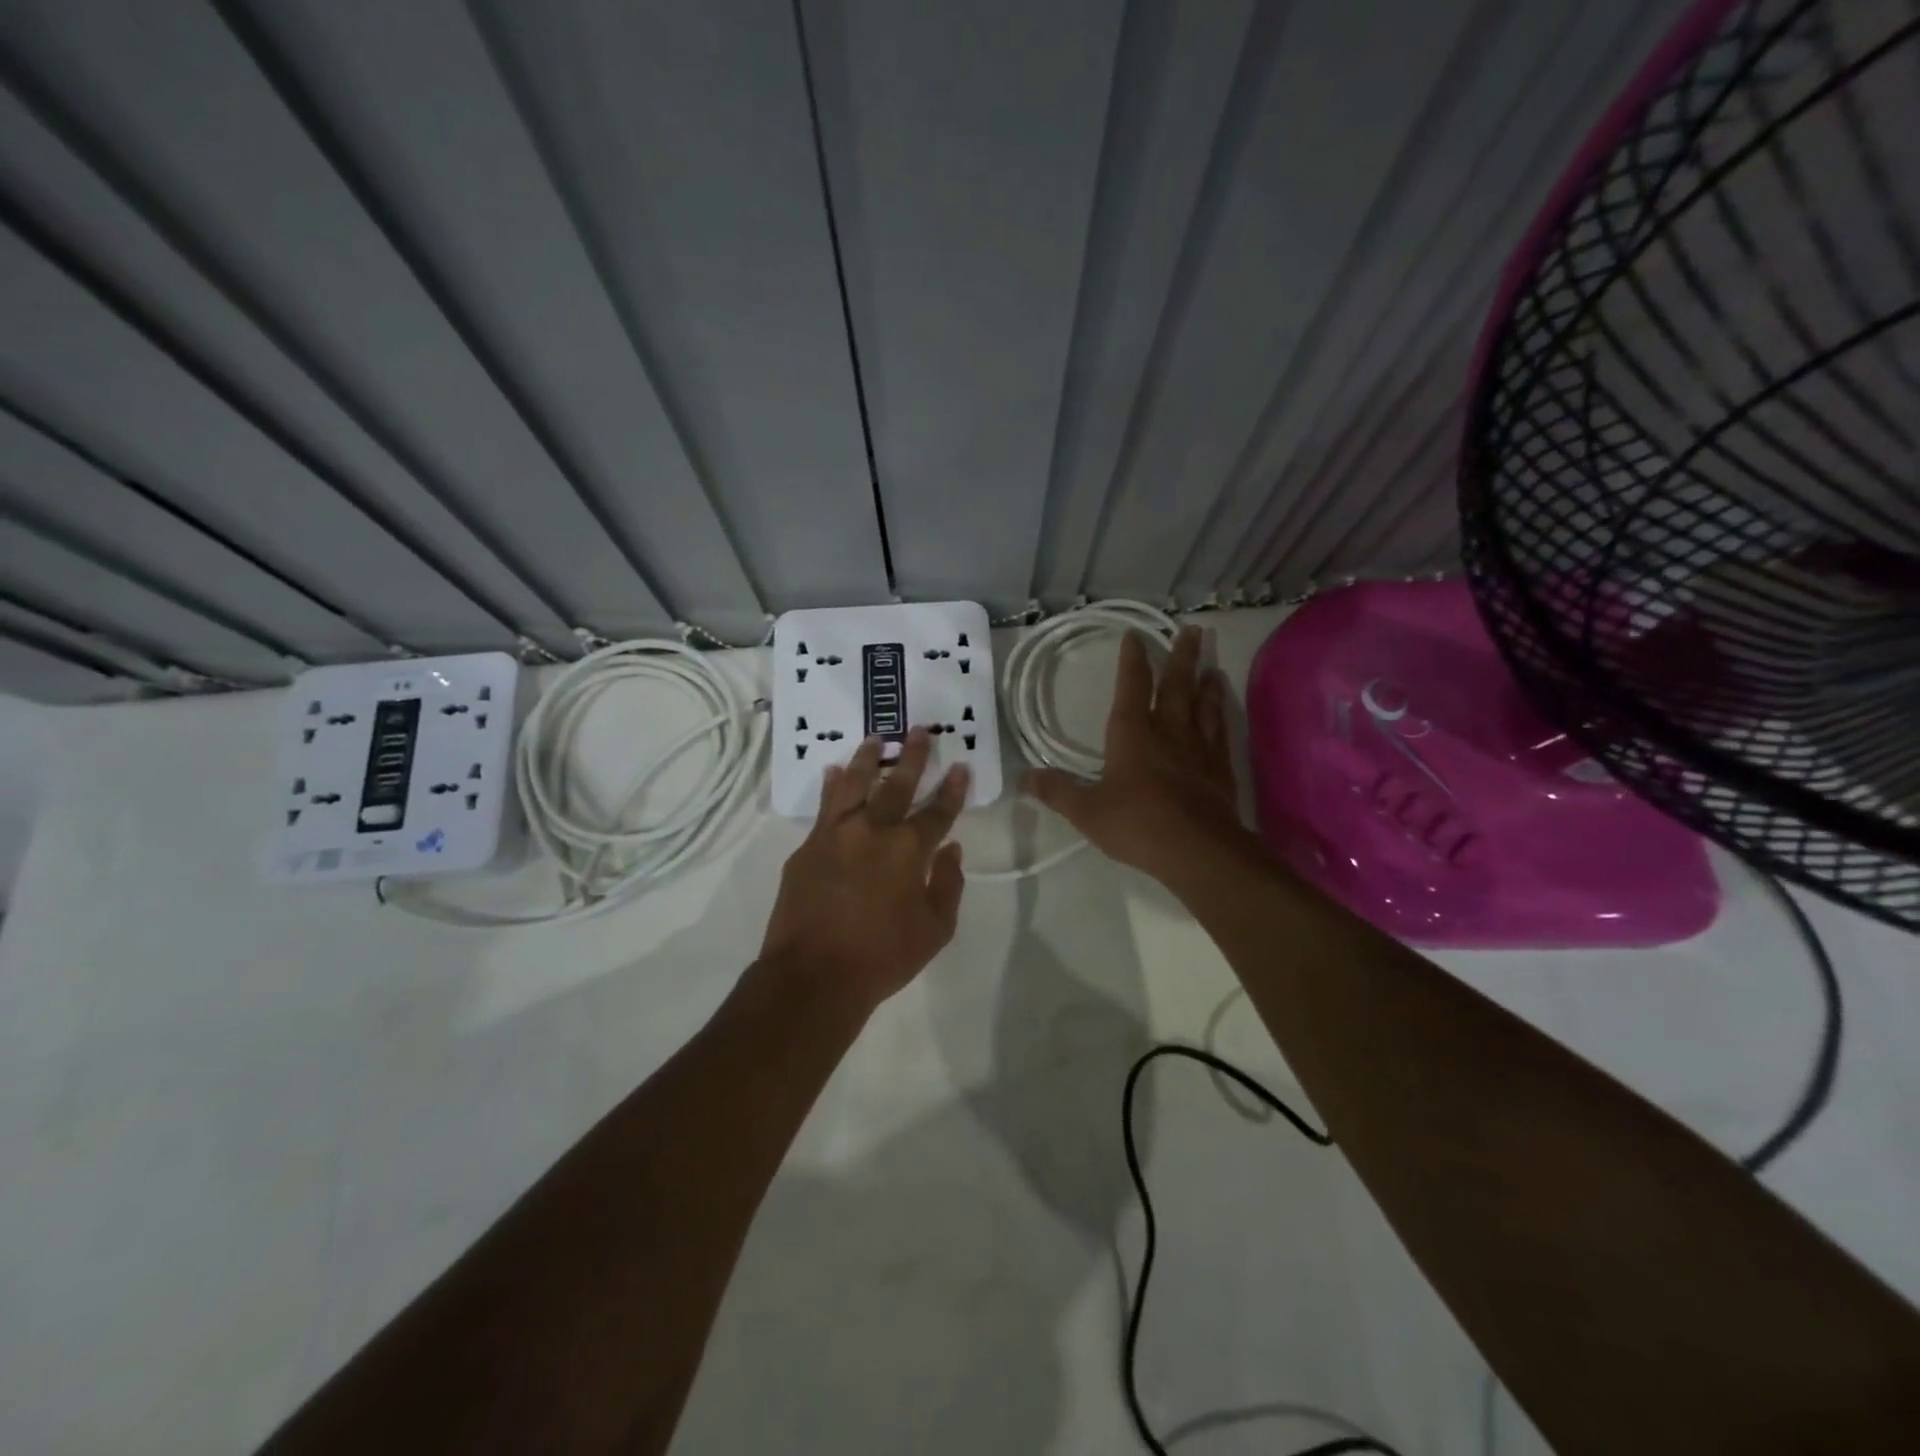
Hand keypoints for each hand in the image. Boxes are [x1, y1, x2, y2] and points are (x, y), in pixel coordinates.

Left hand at [759, 727, 968, 1013]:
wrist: (813, 975)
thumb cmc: (882, 957)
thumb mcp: (934, 930)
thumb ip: (948, 885)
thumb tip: (952, 850)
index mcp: (908, 850)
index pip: (938, 811)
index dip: (953, 788)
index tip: (960, 766)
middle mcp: (873, 830)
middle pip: (897, 784)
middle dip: (912, 756)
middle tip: (920, 730)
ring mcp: (835, 834)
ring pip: (854, 783)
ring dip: (867, 759)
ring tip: (874, 739)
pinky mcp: (807, 846)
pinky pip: (823, 806)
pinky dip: (832, 786)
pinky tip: (833, 773)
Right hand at [1024, 626, 1246, 881]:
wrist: (1197, 849)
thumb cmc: (1136, 824)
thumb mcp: (1085, 811)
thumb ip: (1056, 792)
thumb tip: (1024, 778)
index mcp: (1132, 733)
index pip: (1131, 686)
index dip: (1132, 659)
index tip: (1135, 634)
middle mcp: (1168, 730)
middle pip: (1177, 684)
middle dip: (1181, 656)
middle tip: (1193, 630)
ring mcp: (1199, 747)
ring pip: (1203, 704)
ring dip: (1206, 681)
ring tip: (1211, 663)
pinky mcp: (1220, 768)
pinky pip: (1221, 731)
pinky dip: (1221, 714)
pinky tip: (1223, 709)